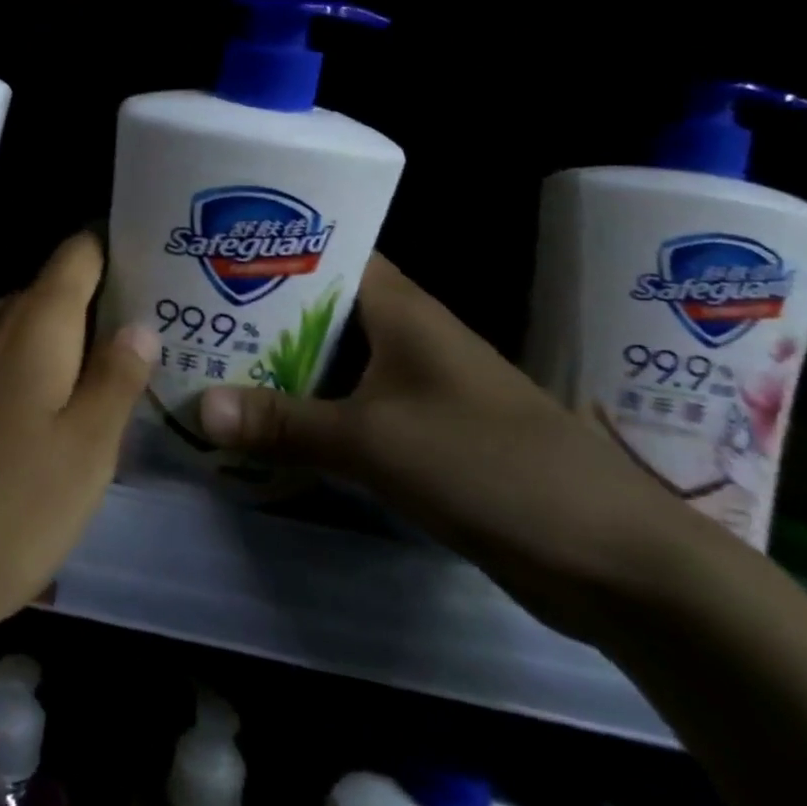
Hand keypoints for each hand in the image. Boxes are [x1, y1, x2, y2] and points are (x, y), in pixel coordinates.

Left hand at [0, 230, 158, 697]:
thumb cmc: (2, 511)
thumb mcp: (84, 454)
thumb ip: (116, 379)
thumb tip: (140, 323)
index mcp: (30, 321)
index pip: (79, 253)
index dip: (116, 252)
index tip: (154, 276)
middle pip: (50, 298)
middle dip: (93, 324)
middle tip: (139, 365)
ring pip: (17, 338)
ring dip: (54, 361)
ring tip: (92, 405)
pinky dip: (16, 384)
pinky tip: (26, 437)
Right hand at [197, 253, 710, 638]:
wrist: (614, 559)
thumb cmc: (491, 466)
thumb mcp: (374, 441)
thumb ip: (283, 423)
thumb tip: (197, 408)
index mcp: (400, 310)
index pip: (329, 251)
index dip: (272, 246)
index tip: (213, 250)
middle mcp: (405, 336)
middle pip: (319, 308)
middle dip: (258, 312)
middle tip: (192, 312)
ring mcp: (415, 386)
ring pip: (330, 360)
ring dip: (278, 365)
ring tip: (209, 362)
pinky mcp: (420, 433)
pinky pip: (346, 407)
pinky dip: (306, 410)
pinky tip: (261, 423)